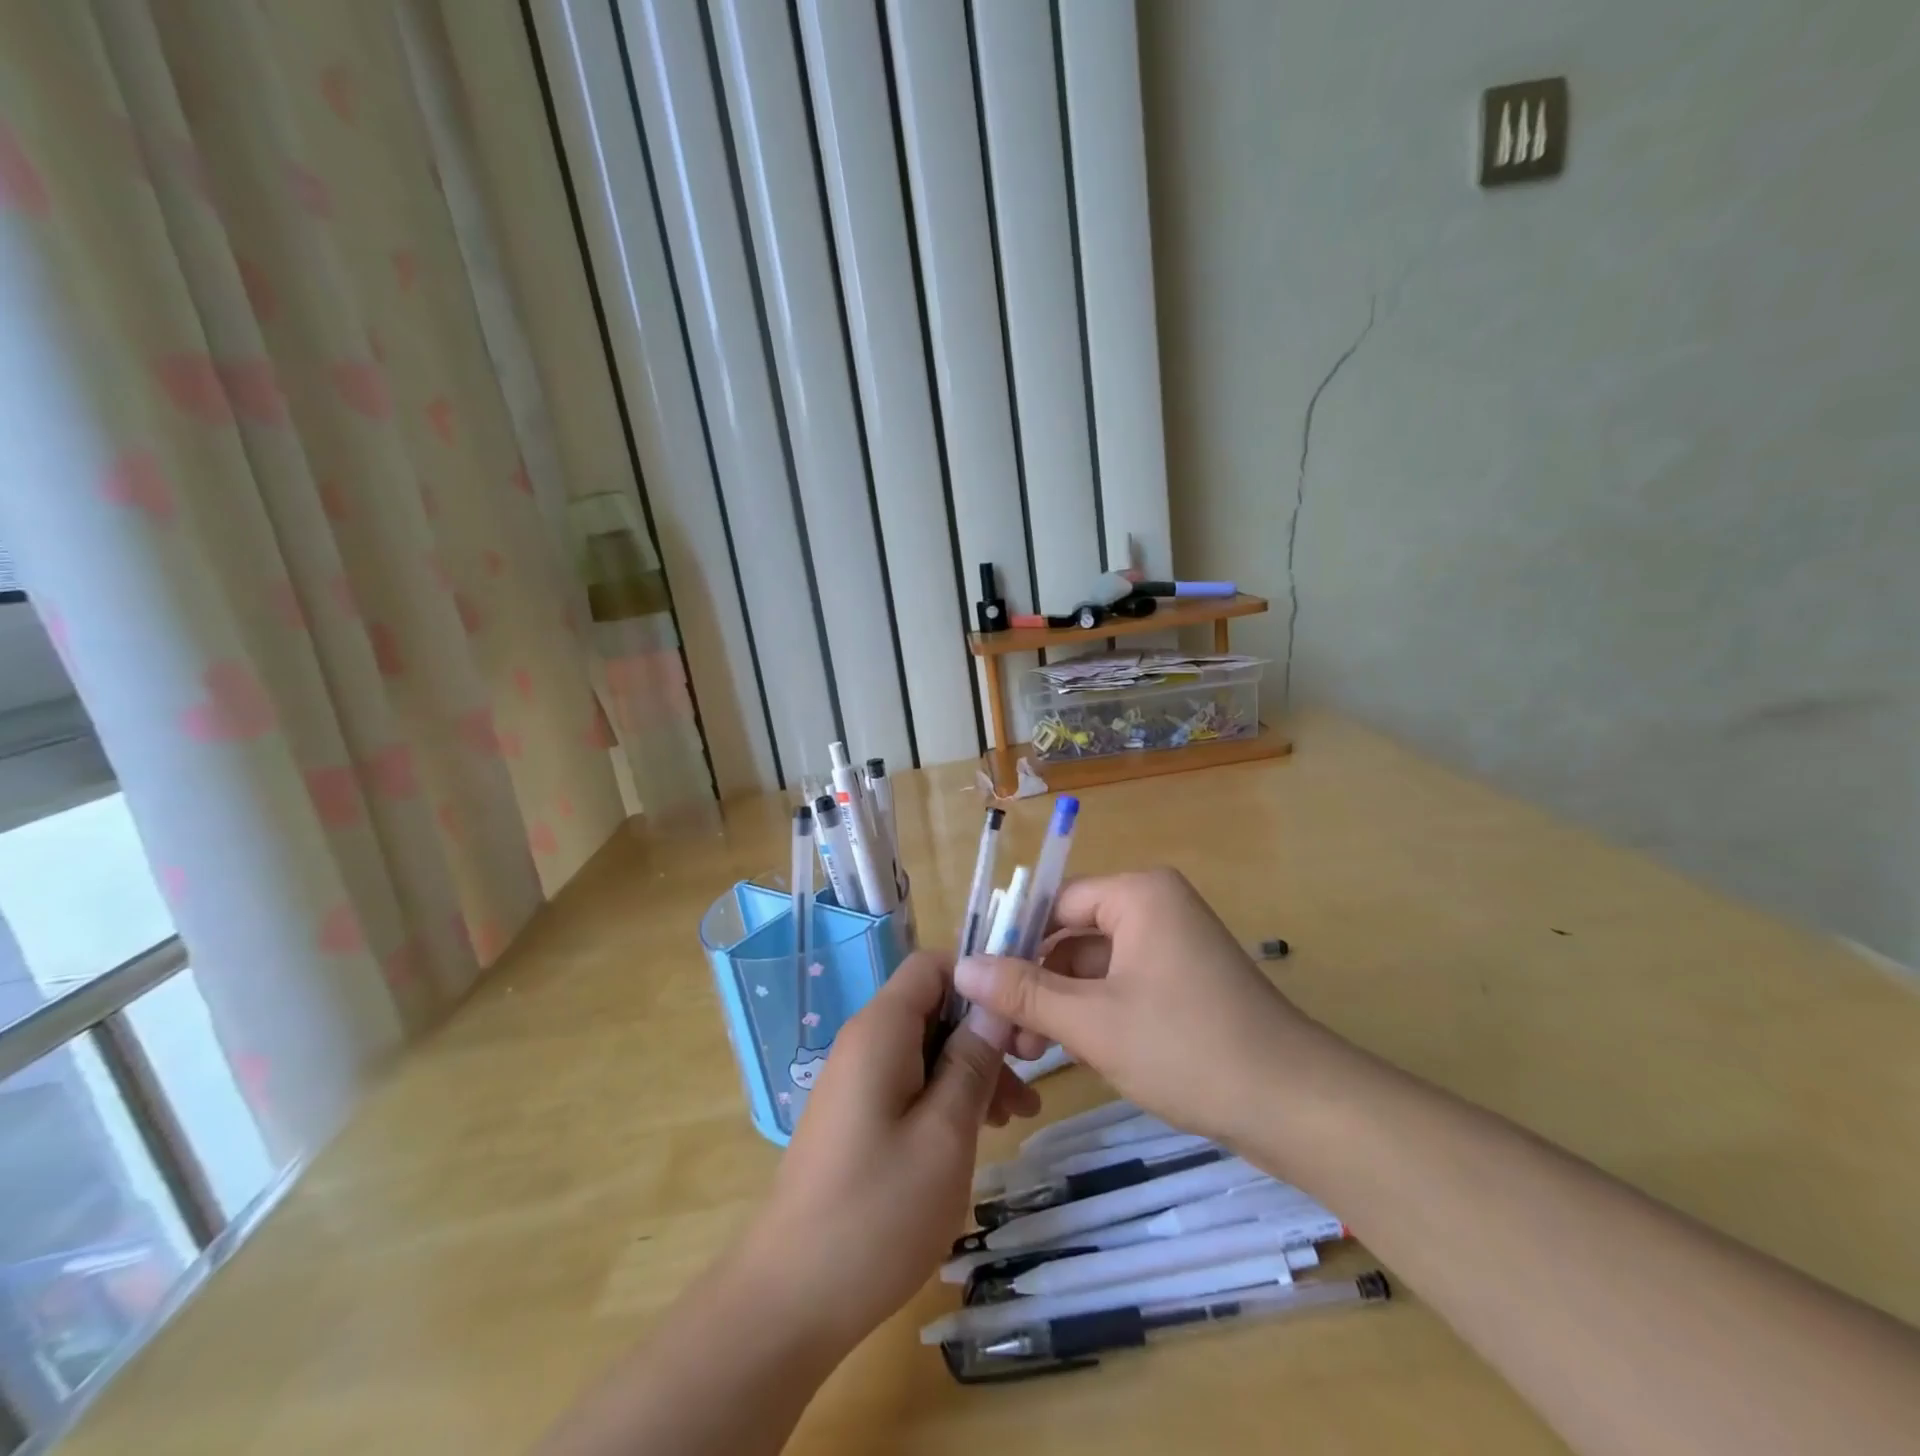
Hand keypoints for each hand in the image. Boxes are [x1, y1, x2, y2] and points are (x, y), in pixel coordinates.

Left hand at [736, 951, 1039, 1353]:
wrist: (790, 1298)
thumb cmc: (877, 1212)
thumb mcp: (945, 1134)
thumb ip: (972, 1062)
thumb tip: (994, 1006)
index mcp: (880, 1030)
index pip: (932, 965)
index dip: (980, 980)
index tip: (1020, 1022)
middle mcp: (863, 1042)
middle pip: (933, 1008)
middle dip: (984, 1033)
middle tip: (1030, 1081)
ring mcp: (856, 1081)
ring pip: (926, 1048)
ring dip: (972, 1070)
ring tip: (1015, 1119)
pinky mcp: (856, 1116)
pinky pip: (909, 1082)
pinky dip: (946, 1096)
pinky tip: (977, 1134)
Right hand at [952, 868, 1319, 1144]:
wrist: (1296, 1108)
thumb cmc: (1187, 1048)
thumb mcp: (1094, 1021)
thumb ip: (1024, 992)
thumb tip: (963, 967)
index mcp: (1139, 894)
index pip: (1056, 904)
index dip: (1014, 943)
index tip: (980, 987)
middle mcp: (1156, 908)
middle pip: (1074, 936)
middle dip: (1036, 984)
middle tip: (1005, 1035)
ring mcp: (1173, 947)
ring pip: (1095, 967)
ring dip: (1061, 1005)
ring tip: (1029, 1053)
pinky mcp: (1184, 984)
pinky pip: (1122, 986)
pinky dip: (1094, 1015)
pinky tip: (1070, 1053)